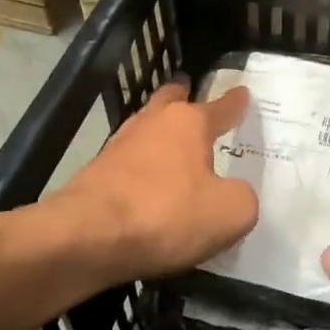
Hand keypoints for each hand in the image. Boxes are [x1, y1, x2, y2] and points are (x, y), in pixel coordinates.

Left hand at [56, 80, 257, 281]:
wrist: (86, 237)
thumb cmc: (166, 214)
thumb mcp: (230, 213)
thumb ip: (242, 198)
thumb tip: (233, 194)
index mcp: (189, 123)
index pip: (221, 107)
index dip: (235, 102)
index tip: (242, 93)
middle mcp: (153, 124)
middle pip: (171, 101)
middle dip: (183, 97)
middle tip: (192, 96)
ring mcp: (120, 146)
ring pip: (147, 129)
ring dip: (160, 134)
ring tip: (174, 145)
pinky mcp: (97, 174)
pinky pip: (130, 163)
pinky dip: (143, 168)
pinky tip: (150, 185)